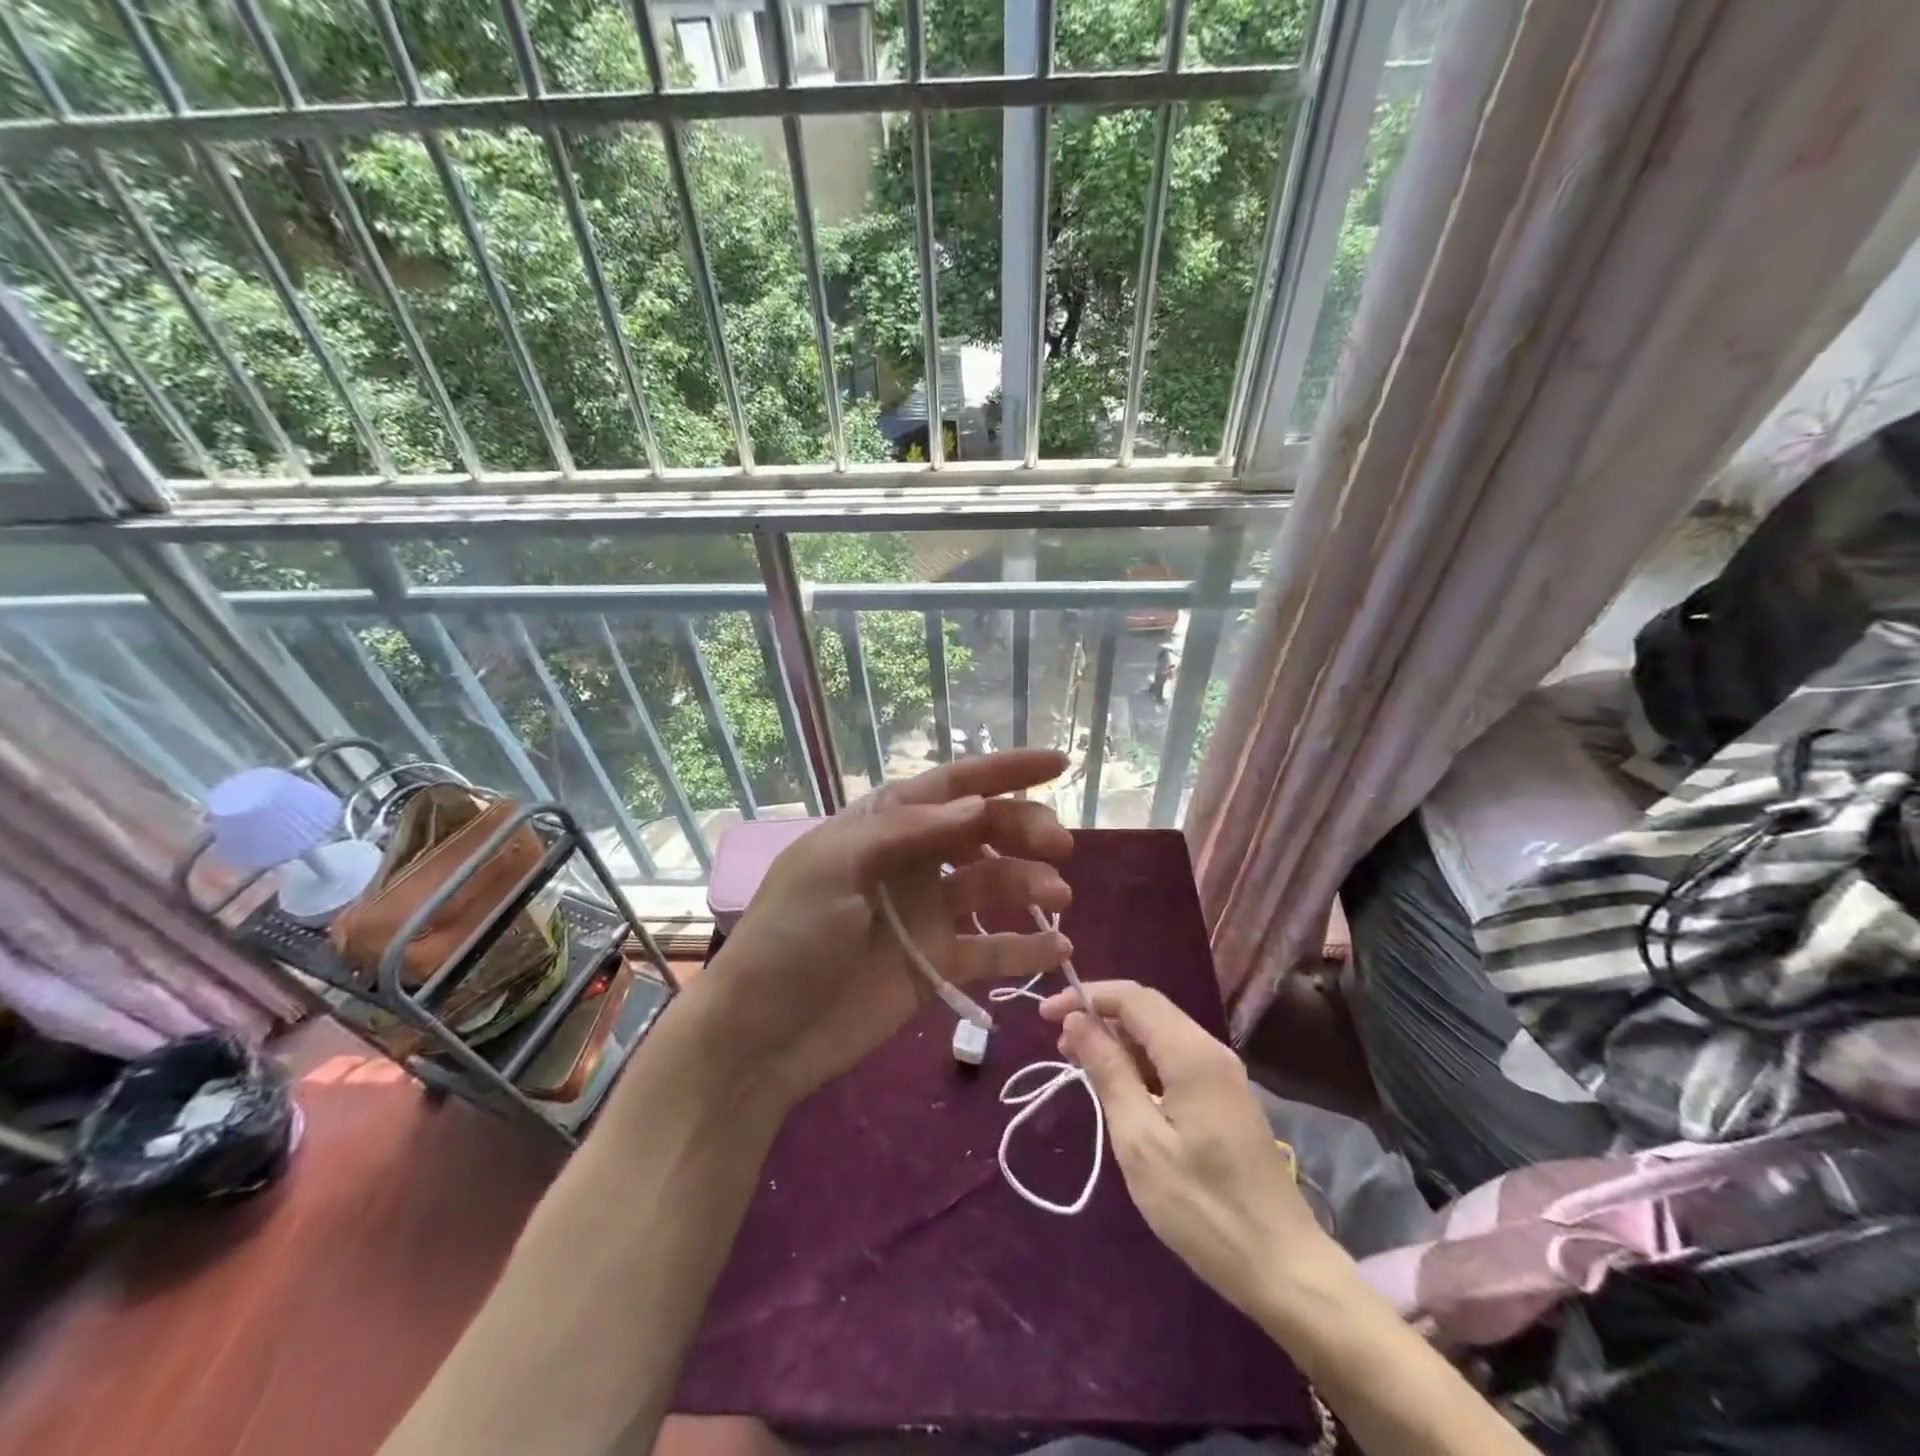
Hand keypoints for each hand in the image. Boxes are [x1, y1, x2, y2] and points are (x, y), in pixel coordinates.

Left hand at [697, 750, 1074, 1107]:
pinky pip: (990, 949)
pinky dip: (1025, 947)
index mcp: (883, 826)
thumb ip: (905, 831)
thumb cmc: (789, 937)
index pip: (951, 786)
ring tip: (1058, 898)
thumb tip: (976, 804)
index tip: (1059, 764)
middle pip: (981, 831)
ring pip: (992, 884)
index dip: (1004, 771)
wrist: (760, 1035)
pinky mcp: (935, 963)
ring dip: (1030, 884)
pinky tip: (1058, 947)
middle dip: (1024, 829)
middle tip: (1059, 846)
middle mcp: (911, 861)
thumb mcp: (833, 867)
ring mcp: (926, 913)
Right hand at [1041, 980, 1344, 1315]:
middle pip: (1147, 1010)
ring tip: (1080, 1065)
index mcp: (1191, 1053)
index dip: (1085, 997)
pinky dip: (1140, 1063)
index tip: (1045, 1015)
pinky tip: (1119, 1088)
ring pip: (1160, 1035)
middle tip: (1059, 1045)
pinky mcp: (1225, 1099)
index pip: (1132, 997)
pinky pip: (1174, 1060)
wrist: (1284, 1268)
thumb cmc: (1203, 1207)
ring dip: (1118, 1041)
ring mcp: (1222, 1075)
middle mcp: (1210, 1050)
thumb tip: (1077, 1021)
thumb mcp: (1140, 1141)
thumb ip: (1108, 1072)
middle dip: (1099, 1017)